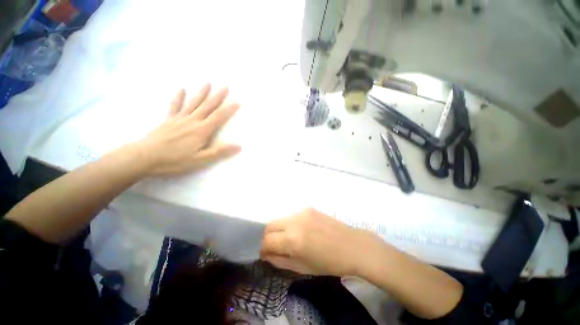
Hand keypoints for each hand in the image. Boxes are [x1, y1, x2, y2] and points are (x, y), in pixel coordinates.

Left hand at [137, 84, 240, 175]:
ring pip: (193, 103)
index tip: (238, 101)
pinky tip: (181, 89)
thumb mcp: (201, 160)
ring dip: (202, 93)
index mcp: (202, 131)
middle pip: (207, 106)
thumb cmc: (175, 160)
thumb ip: (220, 151)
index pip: (219, 117)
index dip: (229, 109)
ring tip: (208, 83)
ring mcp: (179, 119)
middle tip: (225, 86)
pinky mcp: (168, 120)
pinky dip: (178, 97)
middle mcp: (192, 121)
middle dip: (218, 96)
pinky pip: (175, 106)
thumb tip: (239, 146)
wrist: (144, 157)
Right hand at [260, 208, 381, 275]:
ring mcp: (302, 212)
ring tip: (291, 239)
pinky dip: (291, 224)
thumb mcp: (302, 268)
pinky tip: (303, 231)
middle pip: (269, 225)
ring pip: (281, 219)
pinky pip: (293, 216)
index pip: (267, 241)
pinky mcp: (309, 208)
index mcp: (293, 240)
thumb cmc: (329, 263)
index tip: (267, 255)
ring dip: (280, 230)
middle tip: (275, 247)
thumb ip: (280, 261)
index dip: (263, 250)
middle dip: (268, 237)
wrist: (353, 246)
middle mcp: (294, 222)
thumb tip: (267, 254)